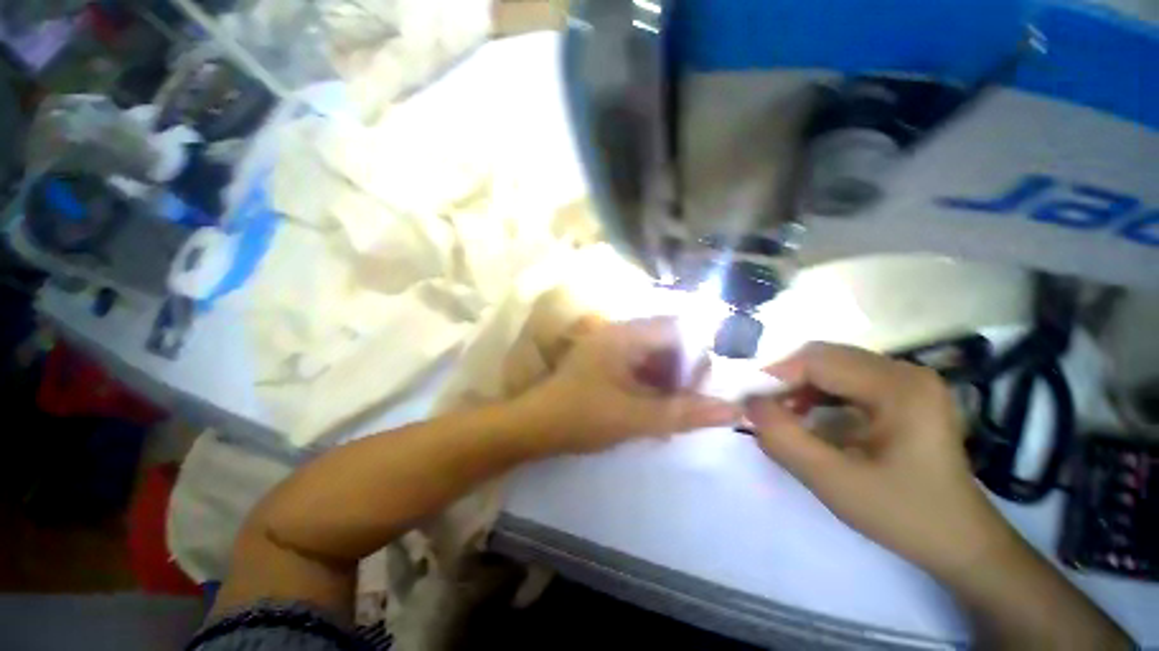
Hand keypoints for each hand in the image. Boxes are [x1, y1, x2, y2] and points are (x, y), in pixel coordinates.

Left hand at [519, 317, 739, 455]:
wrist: (534, 426)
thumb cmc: (582, 417)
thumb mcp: (636, 418)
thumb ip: (684, 413)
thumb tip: (733, 410)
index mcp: (626, 335)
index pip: (680, 328)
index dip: (698, 356)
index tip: (700, 387)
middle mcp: (619, 332)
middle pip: (669, 340)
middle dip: (684, 371)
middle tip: (687, 403)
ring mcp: (610, 345)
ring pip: (654, 354)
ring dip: (668, 380)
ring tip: (670, 411)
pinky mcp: (605, 359)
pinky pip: (639, 364)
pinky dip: (651, 384)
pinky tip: (651, 408)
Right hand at [746, 343, 1016, 578]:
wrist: (961, 542)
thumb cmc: (904, 515)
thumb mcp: (835, 482)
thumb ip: (784, 439)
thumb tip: (749, 405)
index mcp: (899, 387)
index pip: (818, 360)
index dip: (775, 376)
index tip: (748, 401)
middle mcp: (904, 371)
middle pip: (823, 357)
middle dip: (784, 380)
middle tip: (762, 409)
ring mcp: (906, 379)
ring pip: (831, 365)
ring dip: (798, 385)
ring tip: (782, 414)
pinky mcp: (902, 392)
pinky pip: (844, 379)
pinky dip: (816, 392)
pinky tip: (808, 415)